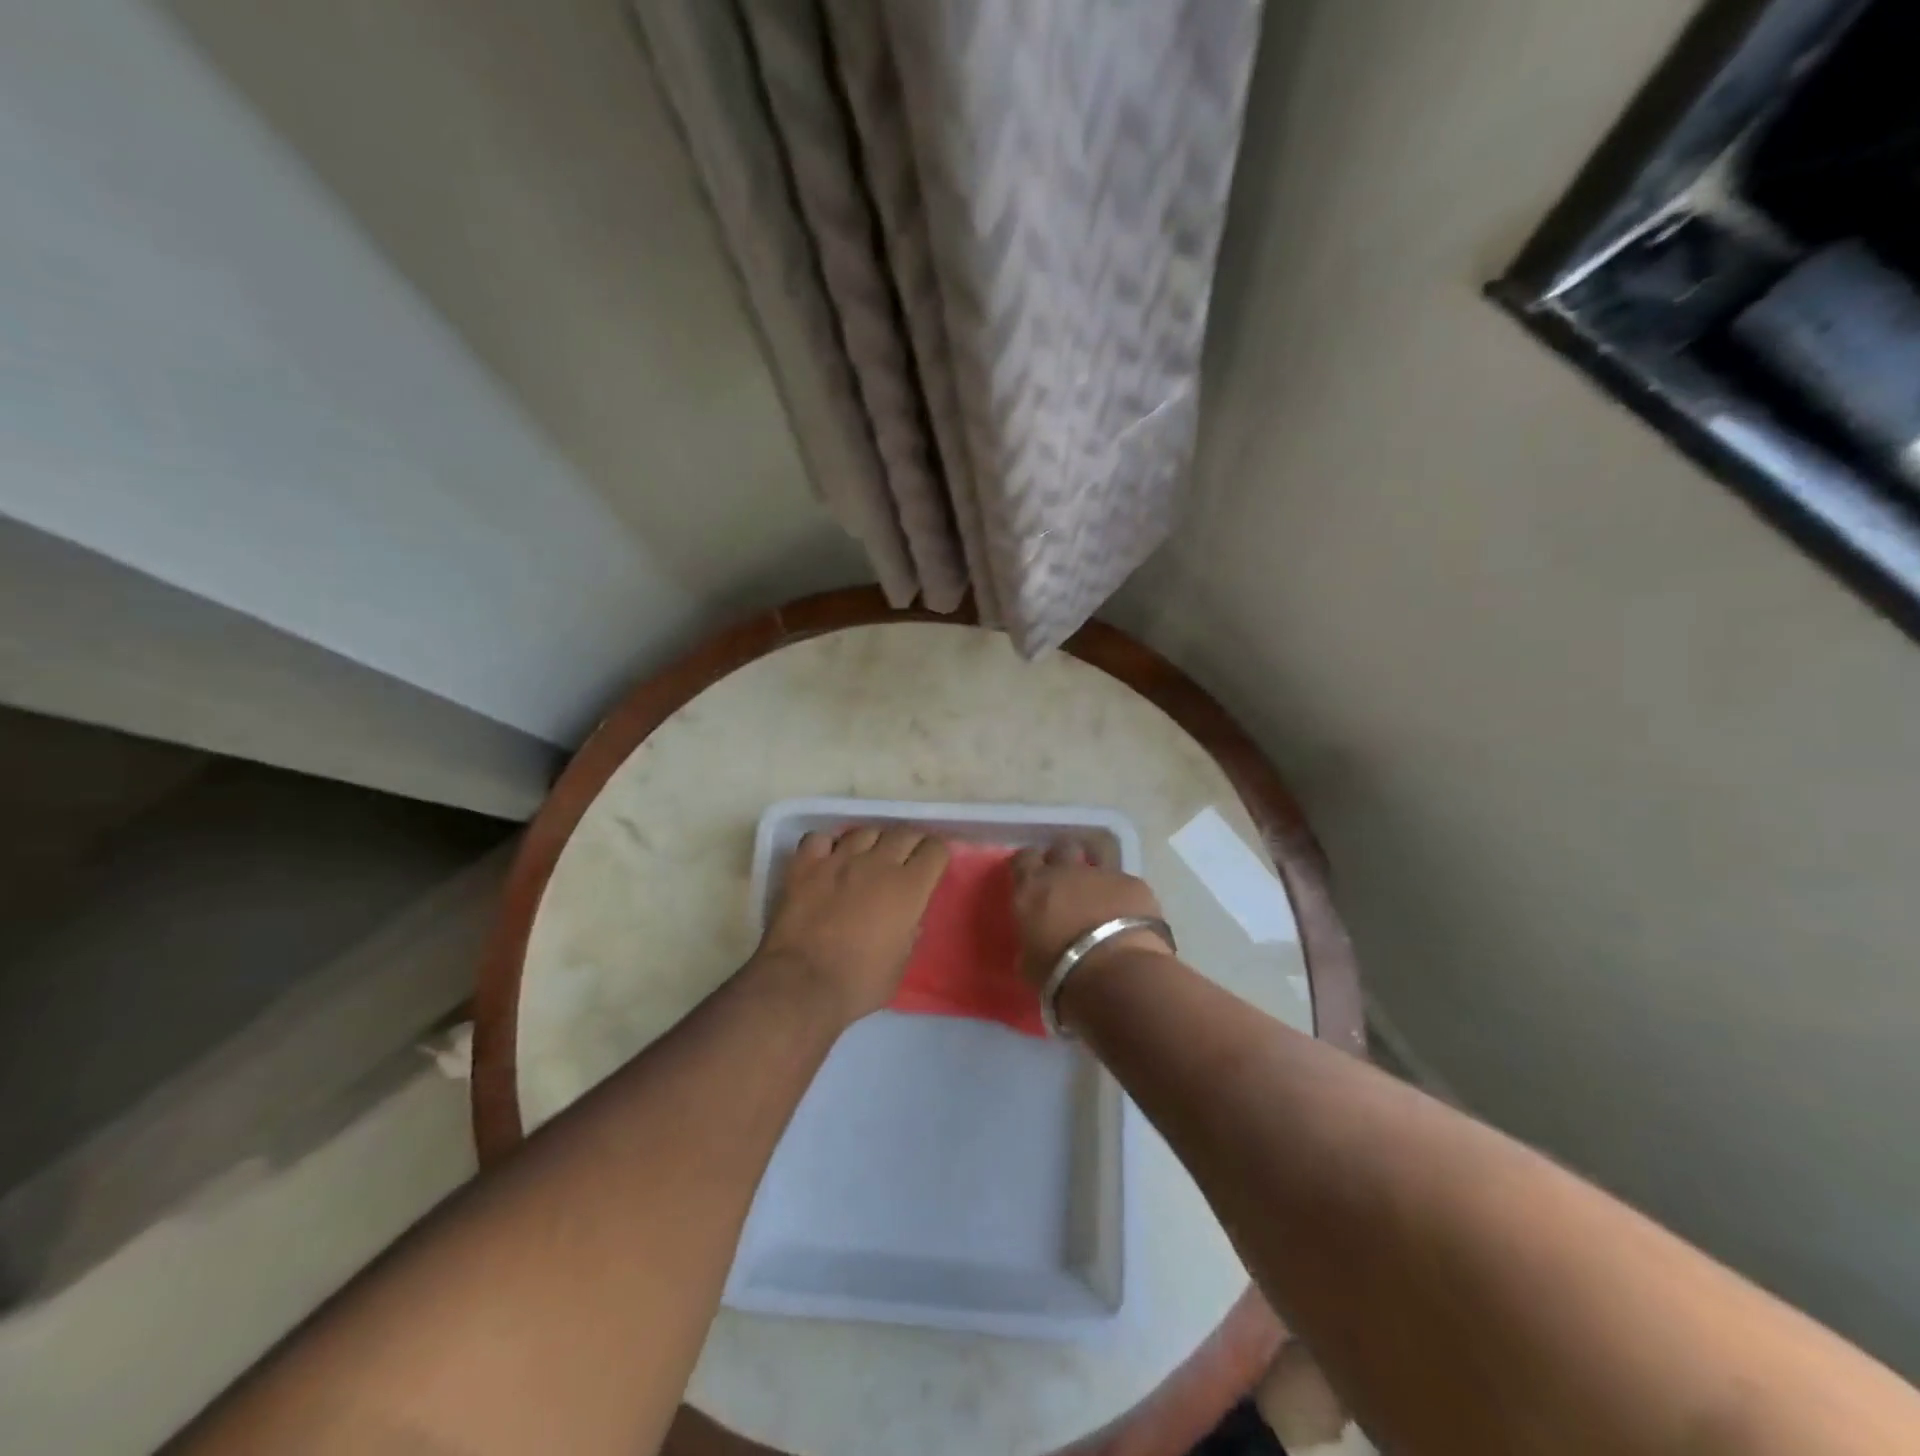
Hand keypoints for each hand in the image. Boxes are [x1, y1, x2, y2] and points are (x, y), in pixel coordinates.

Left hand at [756, 825, 949, 1024]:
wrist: (801, 985)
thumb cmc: (860, 983)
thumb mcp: (901, 963)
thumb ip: (909, 932)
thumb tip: (908, 918)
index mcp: (909, 887)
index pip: (935, 849)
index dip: (937, 854)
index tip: (933, 864)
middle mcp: (877, 863)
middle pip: (903, 832)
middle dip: (910, 843)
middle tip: (906, 860)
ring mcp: (839, 859)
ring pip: (864, 830)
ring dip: (872, 842)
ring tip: (867, 858)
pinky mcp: (804, 865)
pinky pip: (820, 838)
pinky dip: (828, 845)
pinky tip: (828, 859)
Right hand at [1010, 838, 1172, 991]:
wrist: (1116, 974)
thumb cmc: (1061, 974)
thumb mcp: (1029, 963)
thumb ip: (1031, 941)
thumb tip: (1036, 941)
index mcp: (1033, 887)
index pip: (1023, 858)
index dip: (1028, 865)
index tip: (1031, 877)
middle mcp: (1066, 871)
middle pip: (1062, 848)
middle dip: (1064, 859)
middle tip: (1066, 881)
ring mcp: (1104, 874)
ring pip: (1098, 856)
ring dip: (1096, 869)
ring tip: (1100, 890)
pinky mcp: (1135, 884)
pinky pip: (1126, 882)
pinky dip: (1125, 895)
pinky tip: (1130, 914)